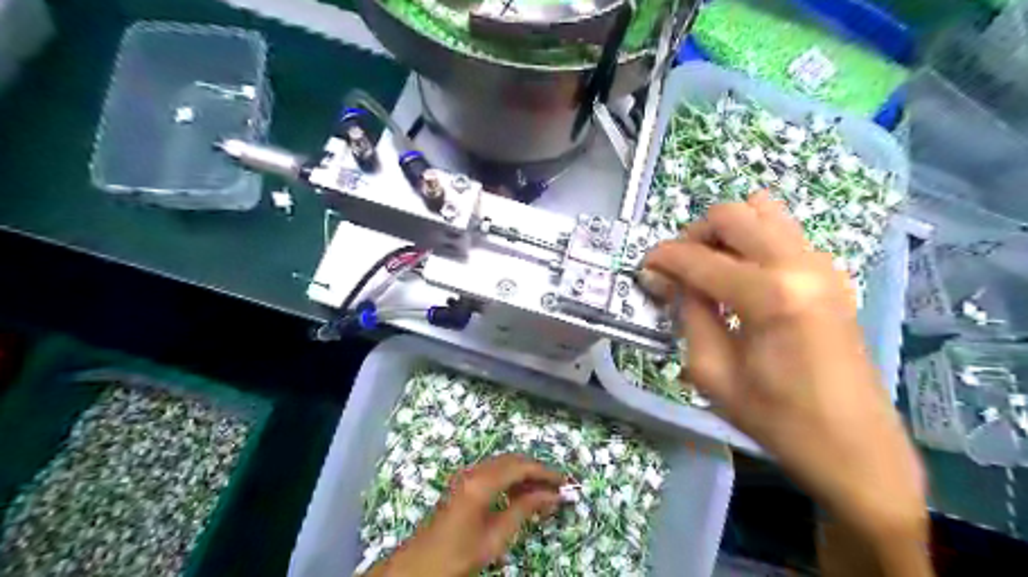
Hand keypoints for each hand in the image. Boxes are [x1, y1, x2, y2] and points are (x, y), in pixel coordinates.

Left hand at [367, 456, 559, 575]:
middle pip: (512, 461)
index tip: (565, 481)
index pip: (521, 467)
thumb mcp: (496, 537)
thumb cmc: (459, 554)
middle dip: (536, 470)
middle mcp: (474, 471)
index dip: (545, 472)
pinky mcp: (464, 483)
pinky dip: (511, 479)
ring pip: (503, 465)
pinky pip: (493, 473)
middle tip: (558, 485)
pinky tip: (522, 495)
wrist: (421, 564)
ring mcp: (467, 475)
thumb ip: (524, 510)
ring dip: (524, 474)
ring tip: (544, 492)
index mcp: (482, 482)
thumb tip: (552, 496)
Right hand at [641, 191, 923, 544]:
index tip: (644, 269)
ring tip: (711, 267)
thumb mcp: (712, 372)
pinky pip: (782, 232)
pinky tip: (742, 277)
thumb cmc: (776, 418)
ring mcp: (821, 264)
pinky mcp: (830, 273)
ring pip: (762, 211)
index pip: (698, 258)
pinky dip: (752, 240)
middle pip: (732, 215)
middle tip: (679, 269)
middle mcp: (798, 264)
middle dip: (694, 235)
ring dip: (726, 231)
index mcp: (769, 295)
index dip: (663, 259)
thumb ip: (689, 313)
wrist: (854, 445)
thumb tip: (668, 279)